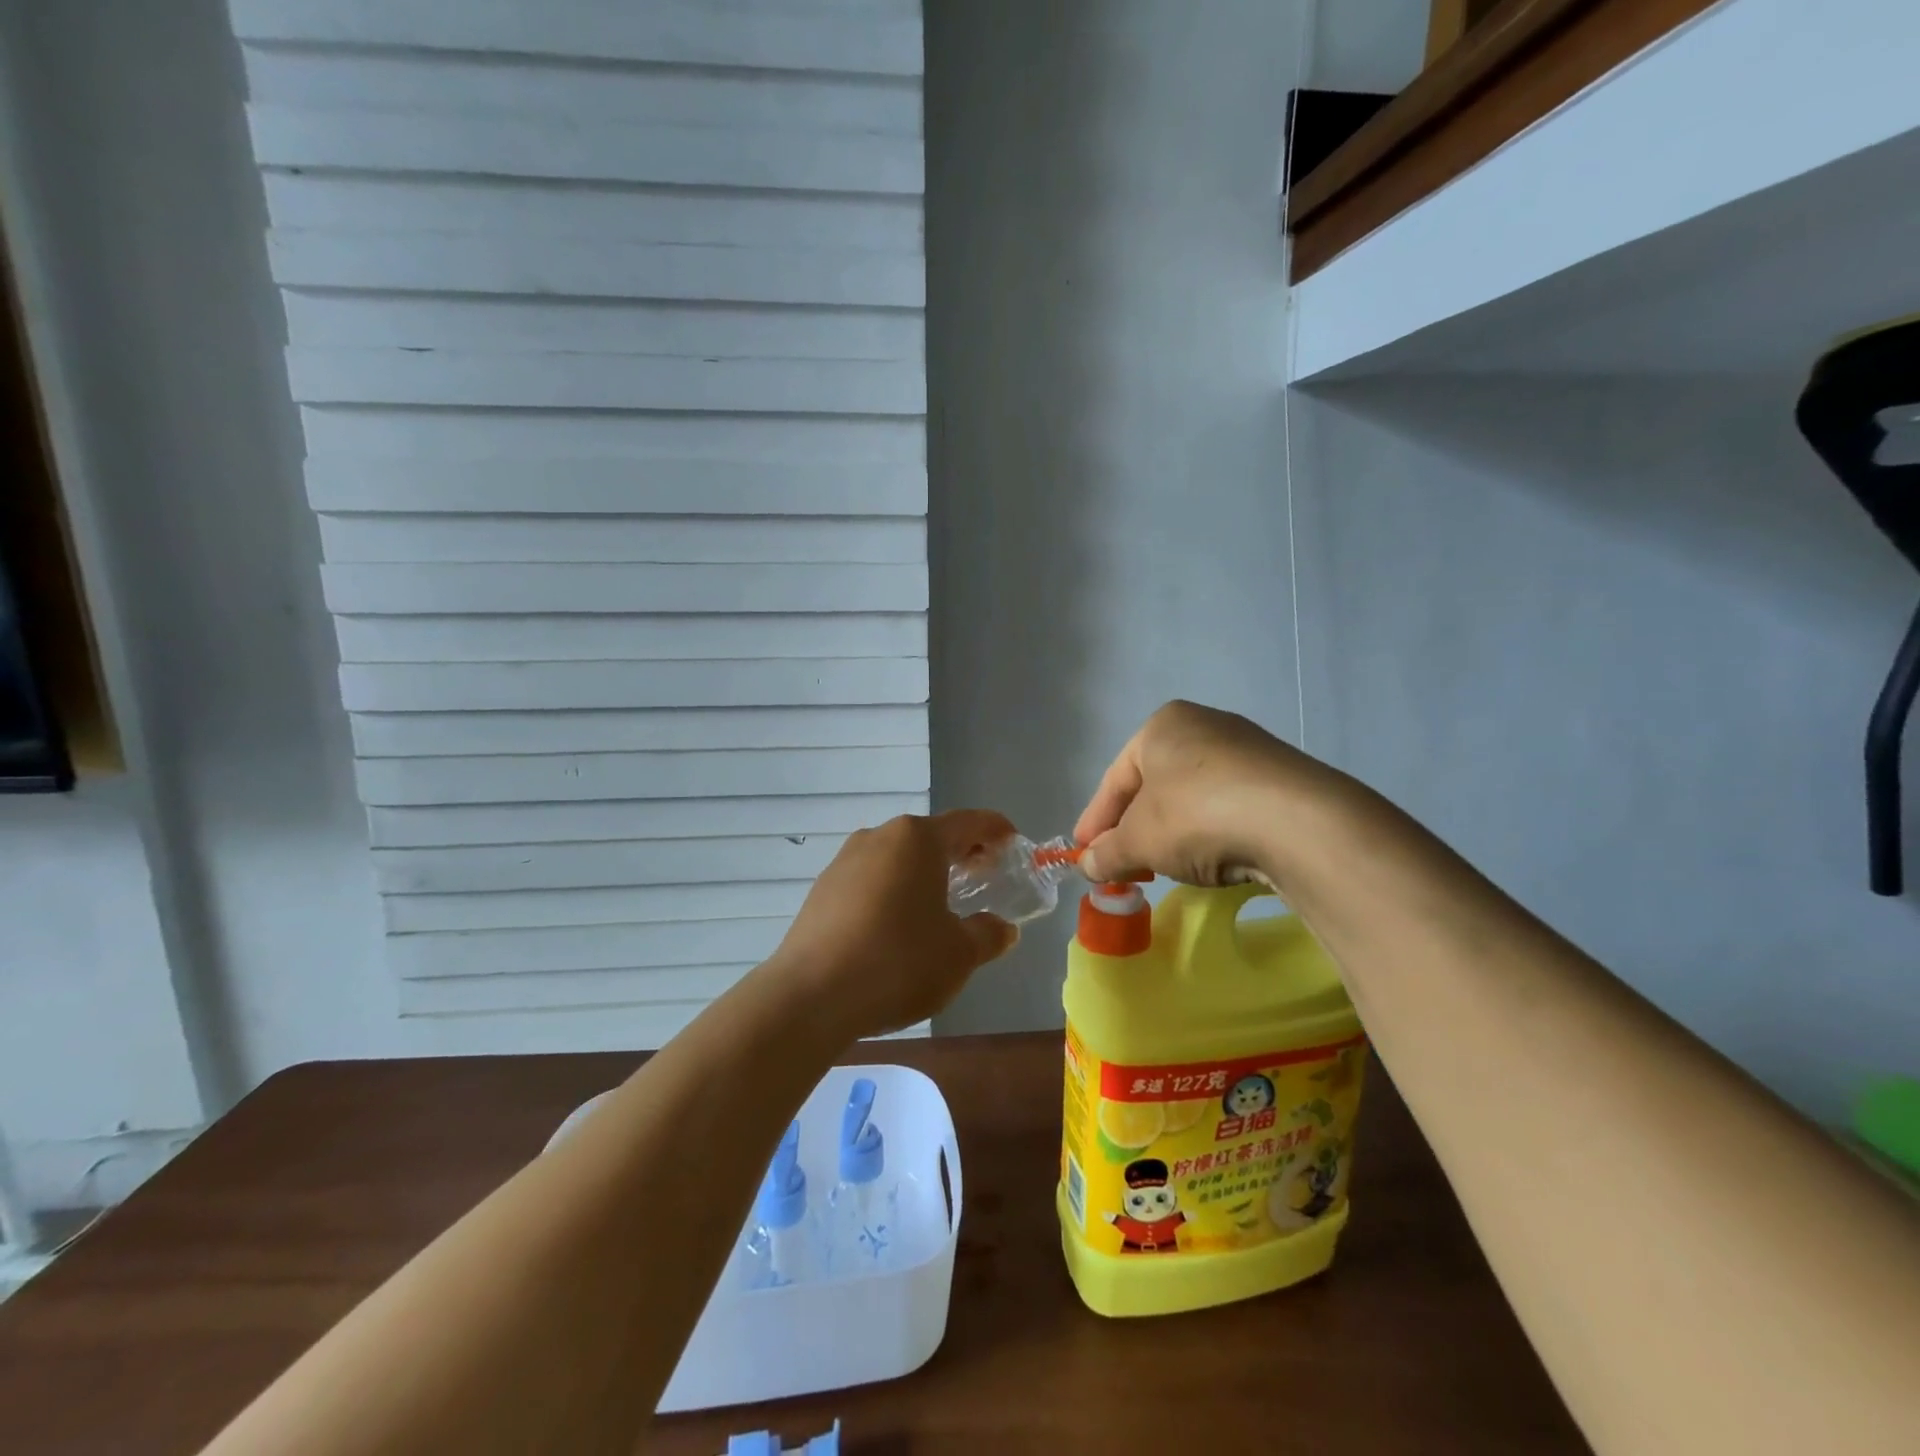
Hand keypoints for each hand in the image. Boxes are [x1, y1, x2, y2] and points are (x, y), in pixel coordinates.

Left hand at [767, 811, 1019, 1039]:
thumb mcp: (959, 954)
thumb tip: (1003, 929)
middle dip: (961, 854)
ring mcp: (845, 861)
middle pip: (930, 836)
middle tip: (985, 877)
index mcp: (917, 839)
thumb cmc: (898, 962)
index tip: (1014, 844)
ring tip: (943, 904)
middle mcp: (879, 837)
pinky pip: (871, 879)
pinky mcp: (822, 889)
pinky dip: (894, 890)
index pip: (968, 822)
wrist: (811, 996)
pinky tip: (899, 925)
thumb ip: (988, 935)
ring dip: (925, 873)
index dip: (996, 831)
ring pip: (898, 857)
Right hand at [1074, 700, 1333, 887]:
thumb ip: (1107, 853)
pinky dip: (1211, 833)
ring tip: (1165, 866)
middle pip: (1154, 786)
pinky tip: (1212, 860)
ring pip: (1192, 798)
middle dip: (1135, 828)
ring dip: (1173, 832)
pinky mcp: (1281, 779)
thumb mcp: (1139, 840)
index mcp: (1162, 726)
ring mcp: (1248, 750)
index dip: (1095, 820)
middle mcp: (1204, 726)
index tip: (1084, 854)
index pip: (1115, 778)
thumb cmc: (1196, 814)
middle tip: (1123, 864)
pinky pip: (1229, 807)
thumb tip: (1088, 865)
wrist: (1297, 822)